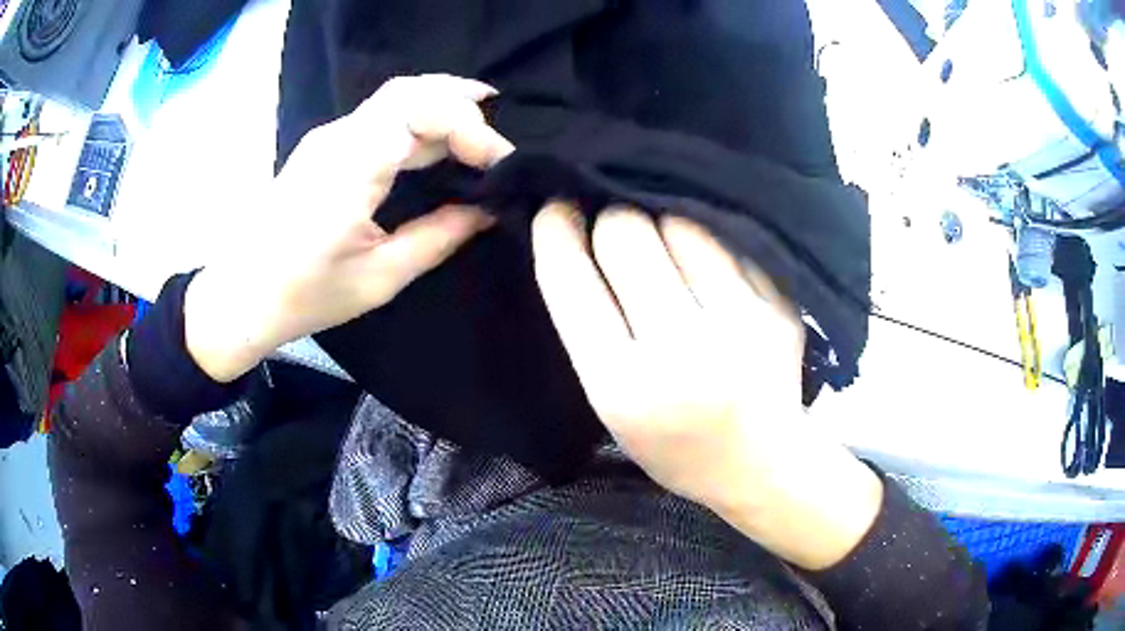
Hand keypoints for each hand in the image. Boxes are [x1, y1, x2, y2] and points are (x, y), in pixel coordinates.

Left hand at [184, 74, 514, 381]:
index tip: (503, 164)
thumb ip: (438, 236)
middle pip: (409, 92)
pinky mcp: (324, 146)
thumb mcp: (380, 277)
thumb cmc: (306, 295)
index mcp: (351, 168)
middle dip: (462, 103)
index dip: (472, 130)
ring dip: (440, 103)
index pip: (424, 115)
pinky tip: (435, 137)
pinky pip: (379, 114)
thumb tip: (485, 210)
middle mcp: (338, 138)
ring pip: (394, 97)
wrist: (241, 295)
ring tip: (480, 122)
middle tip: (497, 136)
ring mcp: (327, 137)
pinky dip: (417, 115)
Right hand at [532, 203, 882, 569]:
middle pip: (627, 234)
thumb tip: (576, 234)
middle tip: (616, 235)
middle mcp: (683, 353)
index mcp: (624, 388)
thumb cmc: (674, 442)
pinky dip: (705, 246)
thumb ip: (590, 329)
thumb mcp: (611, 405)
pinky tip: (708, 273)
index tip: (556, 208)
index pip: (572, 281)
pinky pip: (726, 243)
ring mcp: (740, 326)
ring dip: (661, 228)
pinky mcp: (777, 308)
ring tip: (667, 256)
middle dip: (611, 224)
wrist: (761, 464)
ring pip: (679, 225)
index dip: (555, 232)